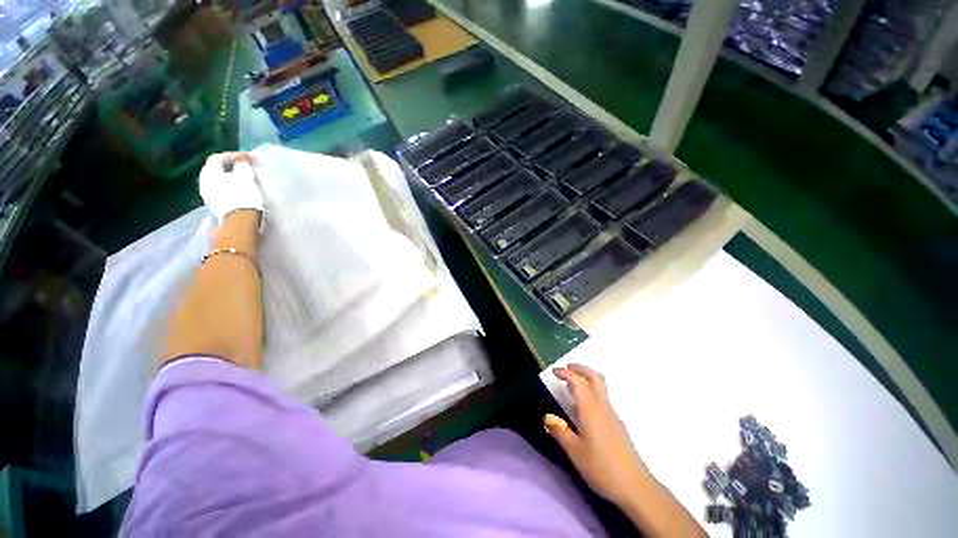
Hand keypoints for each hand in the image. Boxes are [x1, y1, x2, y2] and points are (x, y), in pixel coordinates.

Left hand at [199, 152, 263, 222]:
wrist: (240, 222)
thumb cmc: (242, 196)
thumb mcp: (245, 176)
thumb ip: (243, 165)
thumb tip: (242, 162)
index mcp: (208, 172)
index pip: (218, 158)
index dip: (234, 155)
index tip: (249, 158)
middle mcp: (204, 182)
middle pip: (218, 170)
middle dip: (233, 167)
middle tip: (248, 167)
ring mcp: (209, 196)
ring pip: (221, 181)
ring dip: (234, 179)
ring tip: (248, 180)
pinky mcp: (217, 206)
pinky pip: (224, 192)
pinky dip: (233, 188)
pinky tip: (244, 191)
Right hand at [544, 363, 649, 507]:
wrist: (636, 487)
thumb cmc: (602, 468)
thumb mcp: (575, 452)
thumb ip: (560, 432)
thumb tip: (547, 417)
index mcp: (591, 410)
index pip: (578, 382)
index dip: (566, 373)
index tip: (554, 371)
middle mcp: (603, 407)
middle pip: (595, 378)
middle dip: (580, 369)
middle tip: (566, 368)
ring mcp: (613, 416)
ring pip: (600, 388)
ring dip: (586, 379)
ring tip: (571, 385)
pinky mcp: (617, 425)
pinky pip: (602, 399)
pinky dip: (591, 392)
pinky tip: (583, 408)